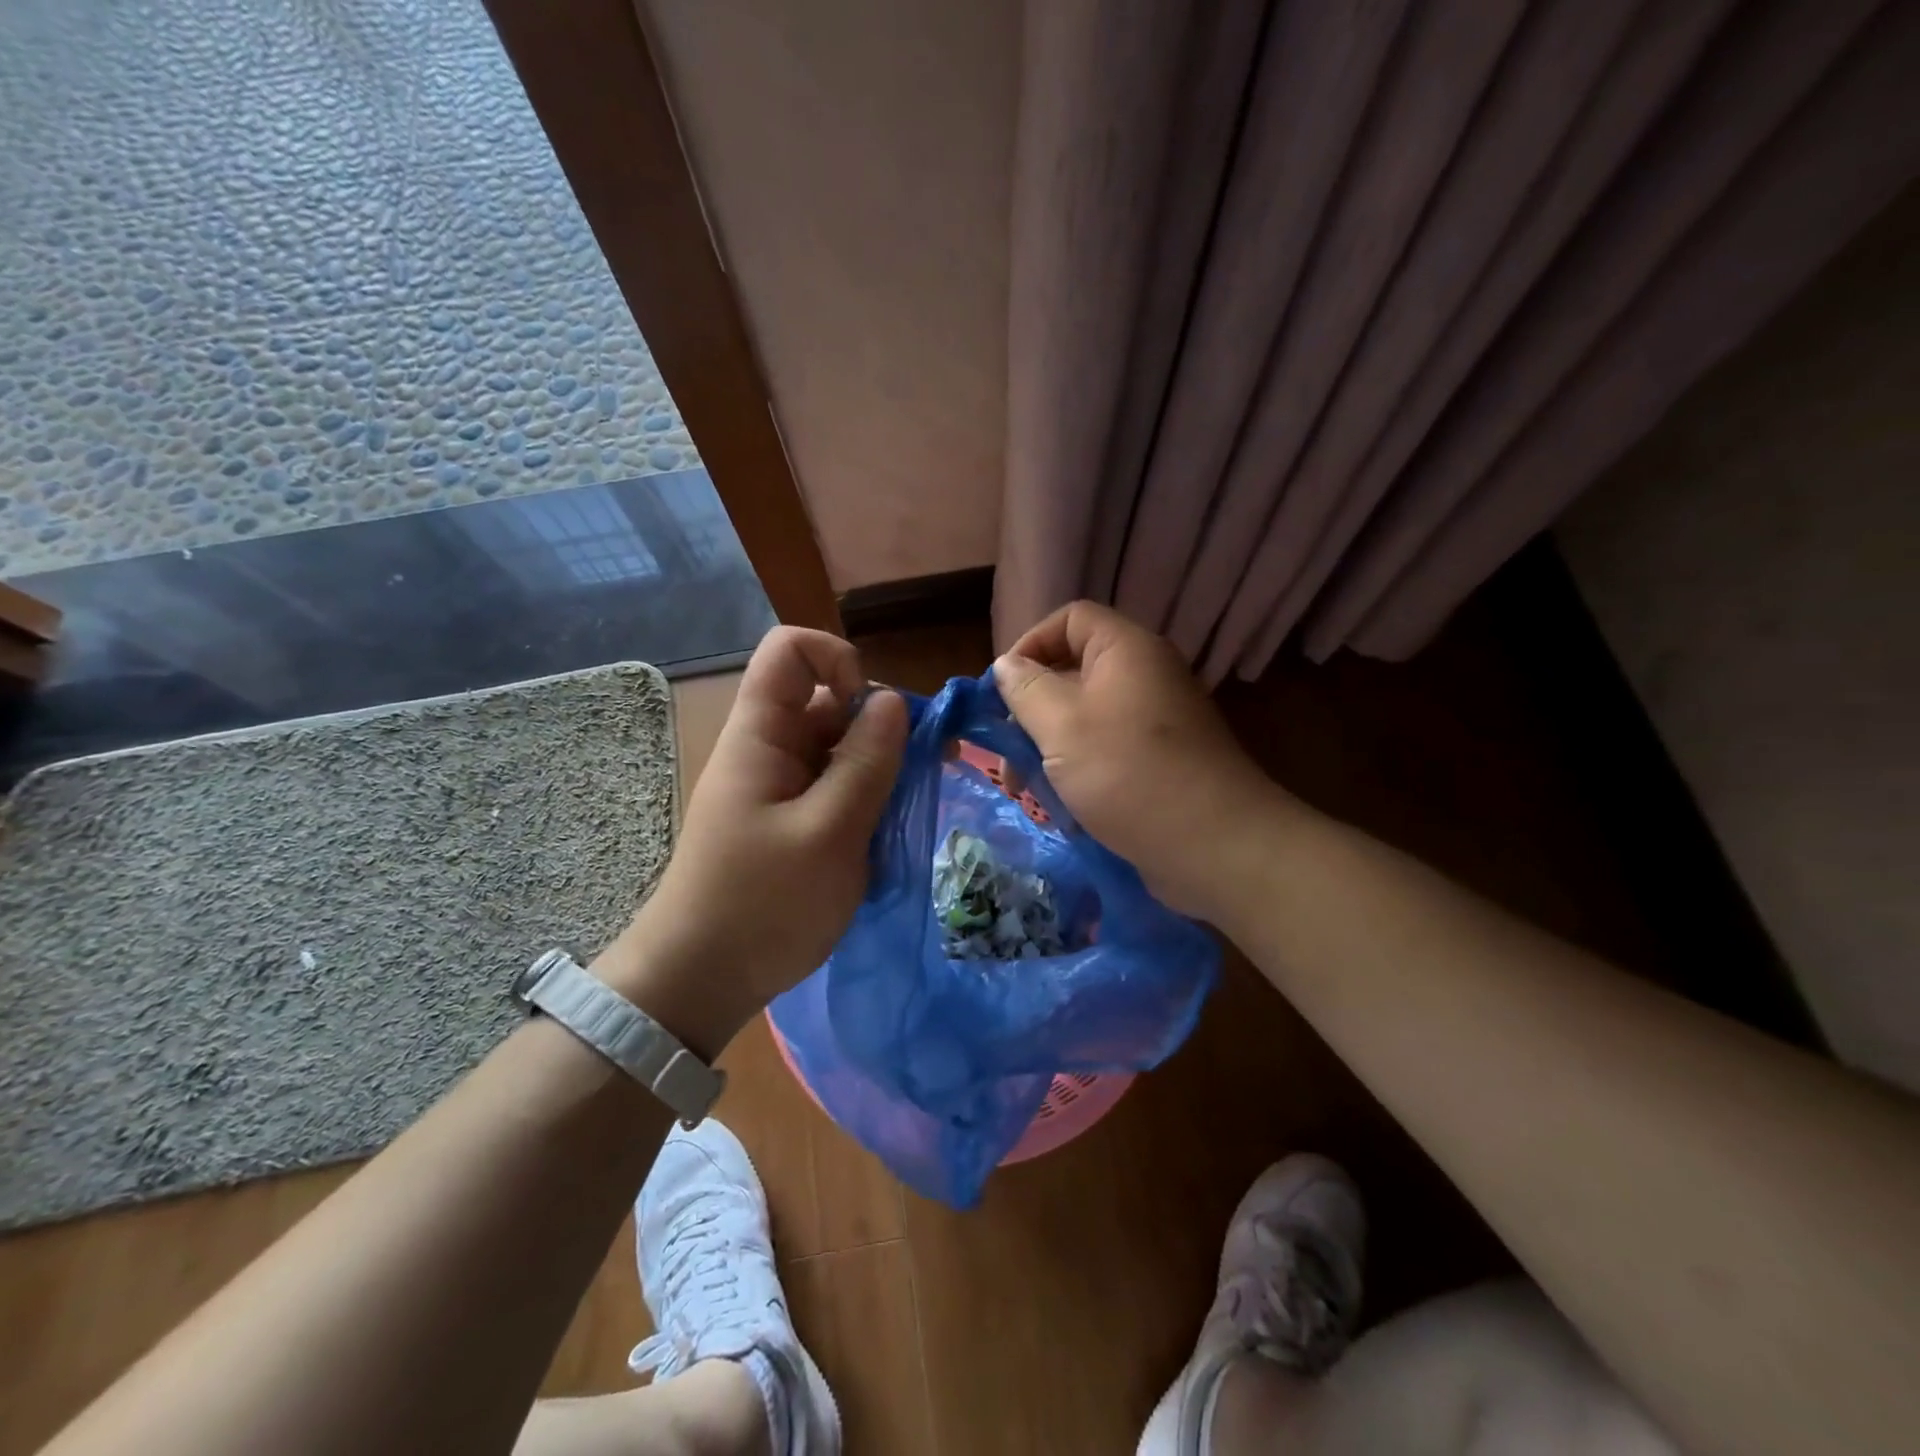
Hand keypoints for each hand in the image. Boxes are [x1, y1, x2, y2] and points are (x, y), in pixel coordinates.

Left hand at [596, 626, 908, 1057]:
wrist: (701, 980)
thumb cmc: (763, 905)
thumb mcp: (830, 833)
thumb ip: (866, 762)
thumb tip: (893, 700)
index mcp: (761, 735)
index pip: (790, 651)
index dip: (839, 661)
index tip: (874, 714)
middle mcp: (768, 748)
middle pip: (827, 700)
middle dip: (878, 725)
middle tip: (918, 772)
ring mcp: (778, 785)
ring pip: (837, 746)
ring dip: (877, 768)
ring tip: (902, 812)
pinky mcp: (788, 819)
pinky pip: (833, 786)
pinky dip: (864, 798)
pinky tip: (881, 835)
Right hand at [994, 601, 1283, 918]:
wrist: (1214, 845)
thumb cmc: (1128, 773)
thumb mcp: (1062, 726)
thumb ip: (1026, 689)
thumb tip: (1006, 666)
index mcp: (1126, 650)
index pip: (1070, 619)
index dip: (1029, 644)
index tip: (1001, 690)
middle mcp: (1144, 676)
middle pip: (1072, 672)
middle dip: (1030, 711)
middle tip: (1006, 755)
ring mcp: (1154, 722)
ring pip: (1084, 719)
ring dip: (1047, 749)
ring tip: (1025, 790)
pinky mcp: (1158, 762)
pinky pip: (1105, 751)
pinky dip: (1077, 772)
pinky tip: (1061, 809)